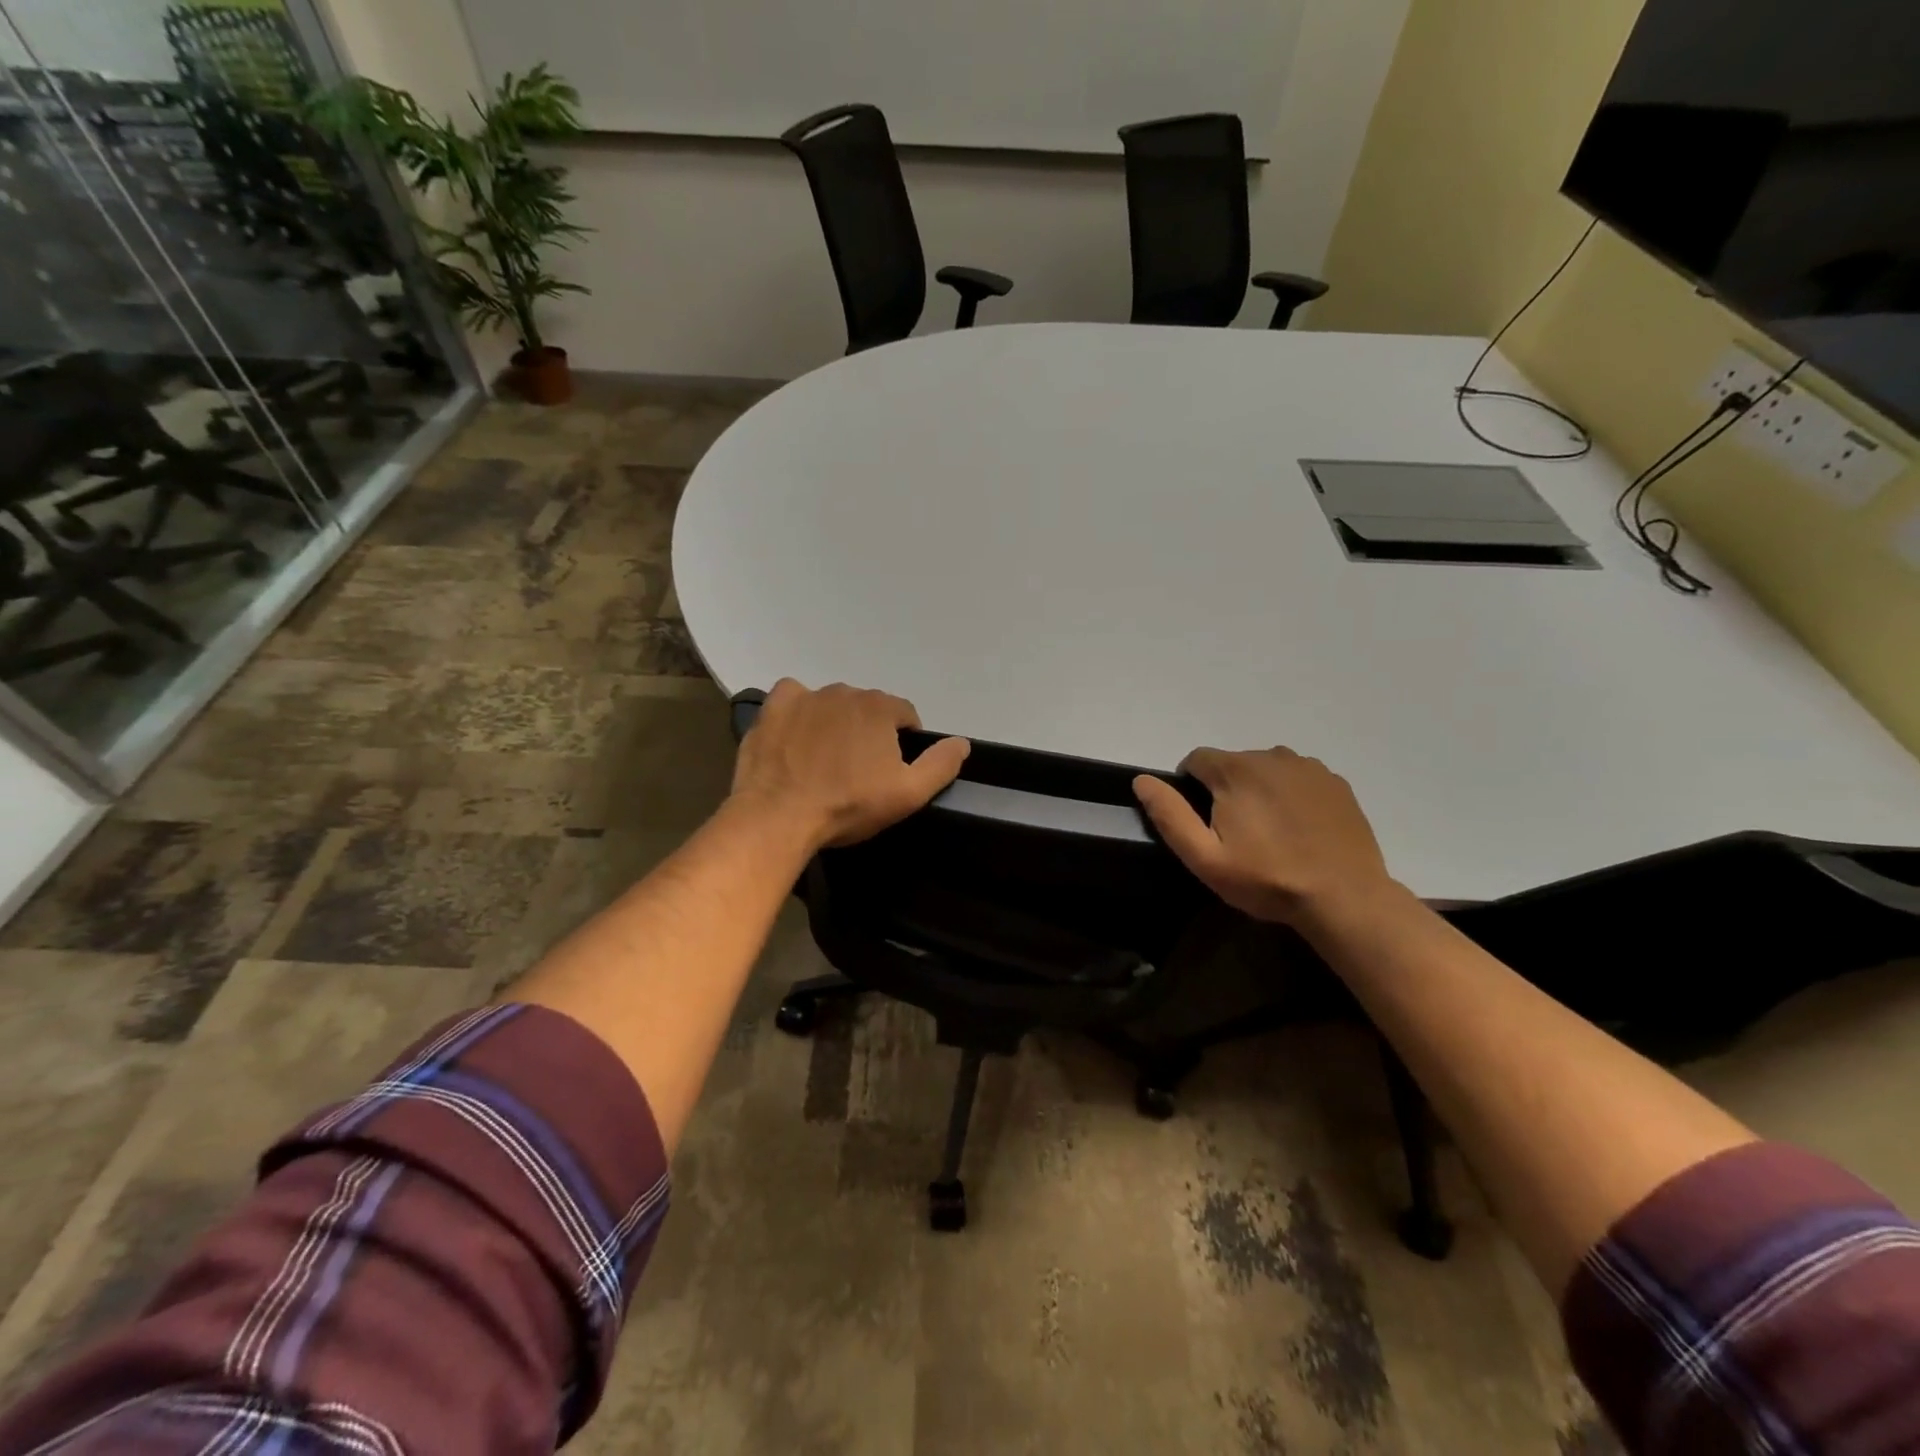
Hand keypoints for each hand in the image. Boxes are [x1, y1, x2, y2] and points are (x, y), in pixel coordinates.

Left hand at [730, 680, 969, 849]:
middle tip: (856, 771)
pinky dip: (798, 712)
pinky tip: (795, 737)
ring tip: (823, 761)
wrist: (779, 816)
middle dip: (867, 733)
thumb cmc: (848, 805)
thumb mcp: (908, 793)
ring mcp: (806, 696)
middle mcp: (845, 692)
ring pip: (832, 704)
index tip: (890, 770)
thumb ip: (940, 764)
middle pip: (867, 708)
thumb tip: (962, 742)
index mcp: (880, 708)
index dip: (903, 742)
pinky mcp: (774, 707)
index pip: (905, 715)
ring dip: (834, 724)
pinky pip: (794, 698)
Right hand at [1133, 747, 1397, 927]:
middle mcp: (1272, 756)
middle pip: (1233, 763)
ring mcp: (1309, 768)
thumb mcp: (1205, 857)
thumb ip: (1170, 815)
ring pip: (1267, 769)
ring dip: (1259, 789)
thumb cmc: (1267, 879)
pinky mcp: (1336, 783)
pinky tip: (1299, 829)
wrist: (1344, 898)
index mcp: (1236, 770)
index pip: (1196, 760)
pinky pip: (1299, 778)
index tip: (1202, 821)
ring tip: (1269, 832)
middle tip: (1236, 834)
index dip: (1191, 787)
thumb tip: (1142, 780)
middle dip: (1225, 789)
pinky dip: (1291, 795)